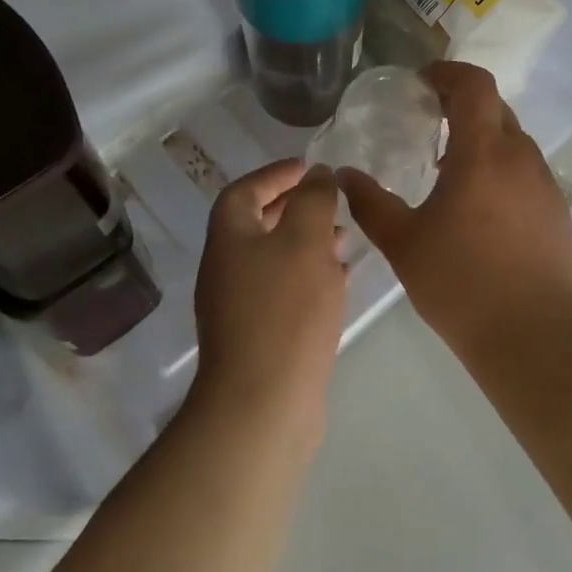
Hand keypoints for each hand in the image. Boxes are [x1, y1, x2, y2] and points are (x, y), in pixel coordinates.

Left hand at [191, 159, 347, 441]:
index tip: (309, 167)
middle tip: (329, 200)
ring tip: (344, 238)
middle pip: (257, 224)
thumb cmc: (285, 311)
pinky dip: (309, 276)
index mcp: (229, 239)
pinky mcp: (258, 337)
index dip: (275, 174)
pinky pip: (284, 291)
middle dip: (294, 207)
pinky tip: (339, 281)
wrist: (263, 404)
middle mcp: (226, 269)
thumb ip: (313, 200)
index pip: (244, 191)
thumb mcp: (305, 241)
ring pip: (274, 259)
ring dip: (306, 242)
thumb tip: (317, 174)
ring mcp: (239, 307)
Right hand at [338, 62, 571, 354]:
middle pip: (494, 107)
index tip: (420, 83)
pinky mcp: (558, 212)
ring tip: (447, 167)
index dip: (447, 73)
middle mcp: (521, 157)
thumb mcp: (403, 243)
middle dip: (461, 103)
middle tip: (427, 121)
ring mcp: (545, 184)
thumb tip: (344, 176)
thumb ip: (370, 203)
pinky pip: (526, 171)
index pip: (474, 84)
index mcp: (483, 152)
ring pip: (513, 140)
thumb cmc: (461, 284)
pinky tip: (478, 207)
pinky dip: (500, 168)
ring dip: (481, 138)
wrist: (535, 339)